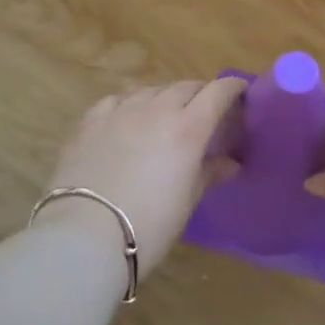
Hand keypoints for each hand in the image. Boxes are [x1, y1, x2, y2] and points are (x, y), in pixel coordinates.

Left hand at [41, 79, 245, 275]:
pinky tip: (127, 116)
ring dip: (165, 96)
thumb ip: (209, 174)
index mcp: (188, 128)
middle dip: (200, 93)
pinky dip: (130, 103)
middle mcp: (157, 110)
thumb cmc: (148, 226)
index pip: (218, 92)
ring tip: (166, 112)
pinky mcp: (90, 122)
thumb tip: (230, 164)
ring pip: (151, 89)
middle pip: (185, 87)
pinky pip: (117, 99)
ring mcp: (121, 112)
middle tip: (205, 109)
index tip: (240, 91)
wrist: (84, 238)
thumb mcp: (187, 202)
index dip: (232, 88)